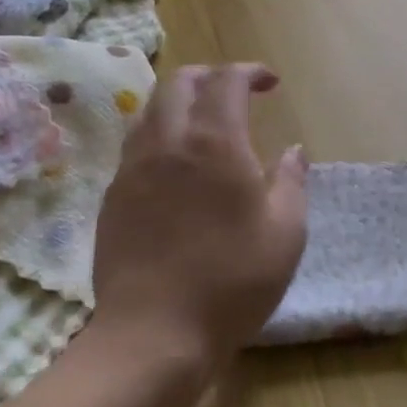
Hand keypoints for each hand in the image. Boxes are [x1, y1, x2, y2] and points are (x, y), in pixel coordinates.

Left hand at [88, 63, 308, 363]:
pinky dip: (161, 136)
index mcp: (214, 143)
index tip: (271, 83)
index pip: (226, 81)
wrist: (154, 334)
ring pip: (151, 111)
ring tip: (205, 125)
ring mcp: (133, 170)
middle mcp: (168, 143)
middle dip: (210, 76)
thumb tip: (293, 151)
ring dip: (180, 104)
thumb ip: (292, 181)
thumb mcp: (286, 231)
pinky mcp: (112, 198)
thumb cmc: (233, 280)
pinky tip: (177, 167)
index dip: (250, 72)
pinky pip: (136, 146)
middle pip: (179, 83)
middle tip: (236, 93)